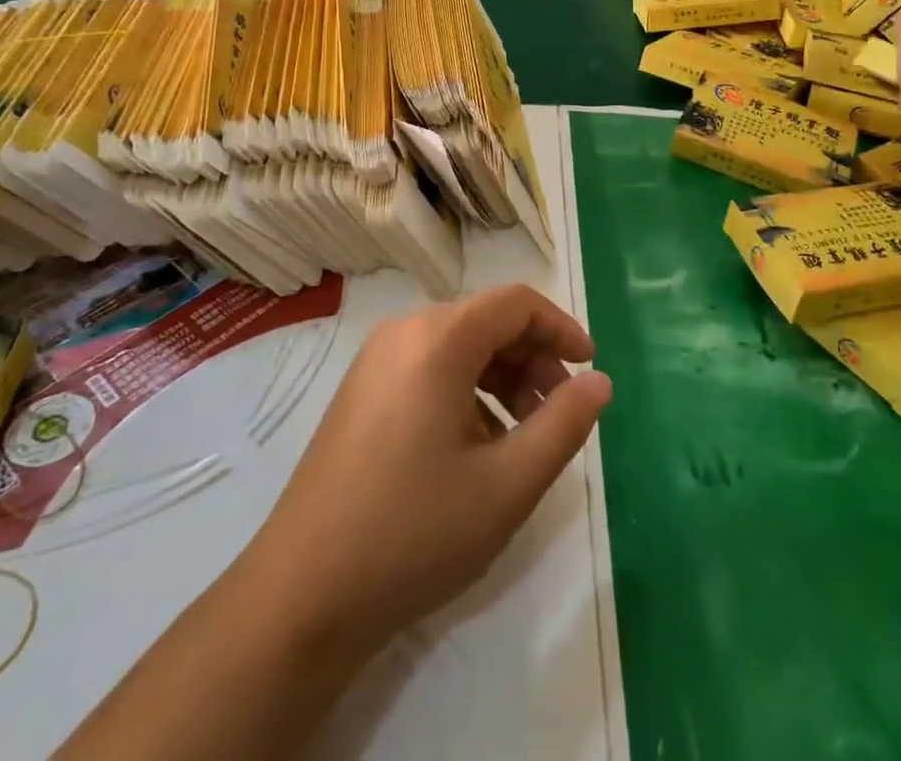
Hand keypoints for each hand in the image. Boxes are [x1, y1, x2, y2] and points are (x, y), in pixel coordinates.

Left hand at [242, 284, 612, 667]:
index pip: (516, 303)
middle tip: (560, 413)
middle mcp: (403, 333)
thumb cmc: (414, 532)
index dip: (561, 328)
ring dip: (503, 378)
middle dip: (534, 359)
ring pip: (460, 346)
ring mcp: (375, 362)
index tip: (589, 369)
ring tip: (524, 436)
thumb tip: (600, 382)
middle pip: (487, 321)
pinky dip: (468, 391)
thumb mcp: (507, 484)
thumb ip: (564, 424)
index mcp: (438, 339)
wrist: (300, 597)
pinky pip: (430, 369)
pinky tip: (477, 447)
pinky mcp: (361, 393)